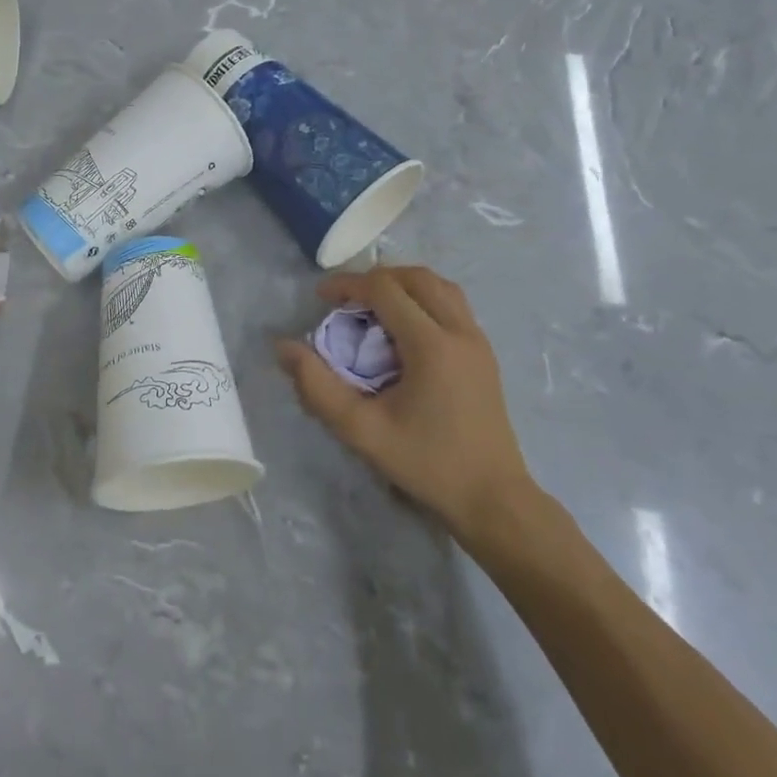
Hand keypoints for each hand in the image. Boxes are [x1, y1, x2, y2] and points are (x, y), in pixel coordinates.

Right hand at [276, 266, 534, 544]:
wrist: (493, 499)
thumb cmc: (426, 464)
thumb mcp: (362, 430)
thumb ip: (318, 387)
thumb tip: (283, 348)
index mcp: (431, 345)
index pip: (385, 289)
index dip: (348, 285)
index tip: (320, 297)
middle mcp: (460, 331)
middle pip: (416, 277)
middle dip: (376, 278)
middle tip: (346, 300)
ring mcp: (478, 341)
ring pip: (439, 286)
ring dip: (403, 285)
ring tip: (373, 307)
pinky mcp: (485, 354)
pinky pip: (453, 305)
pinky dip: (424, 299)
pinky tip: (404, 329)